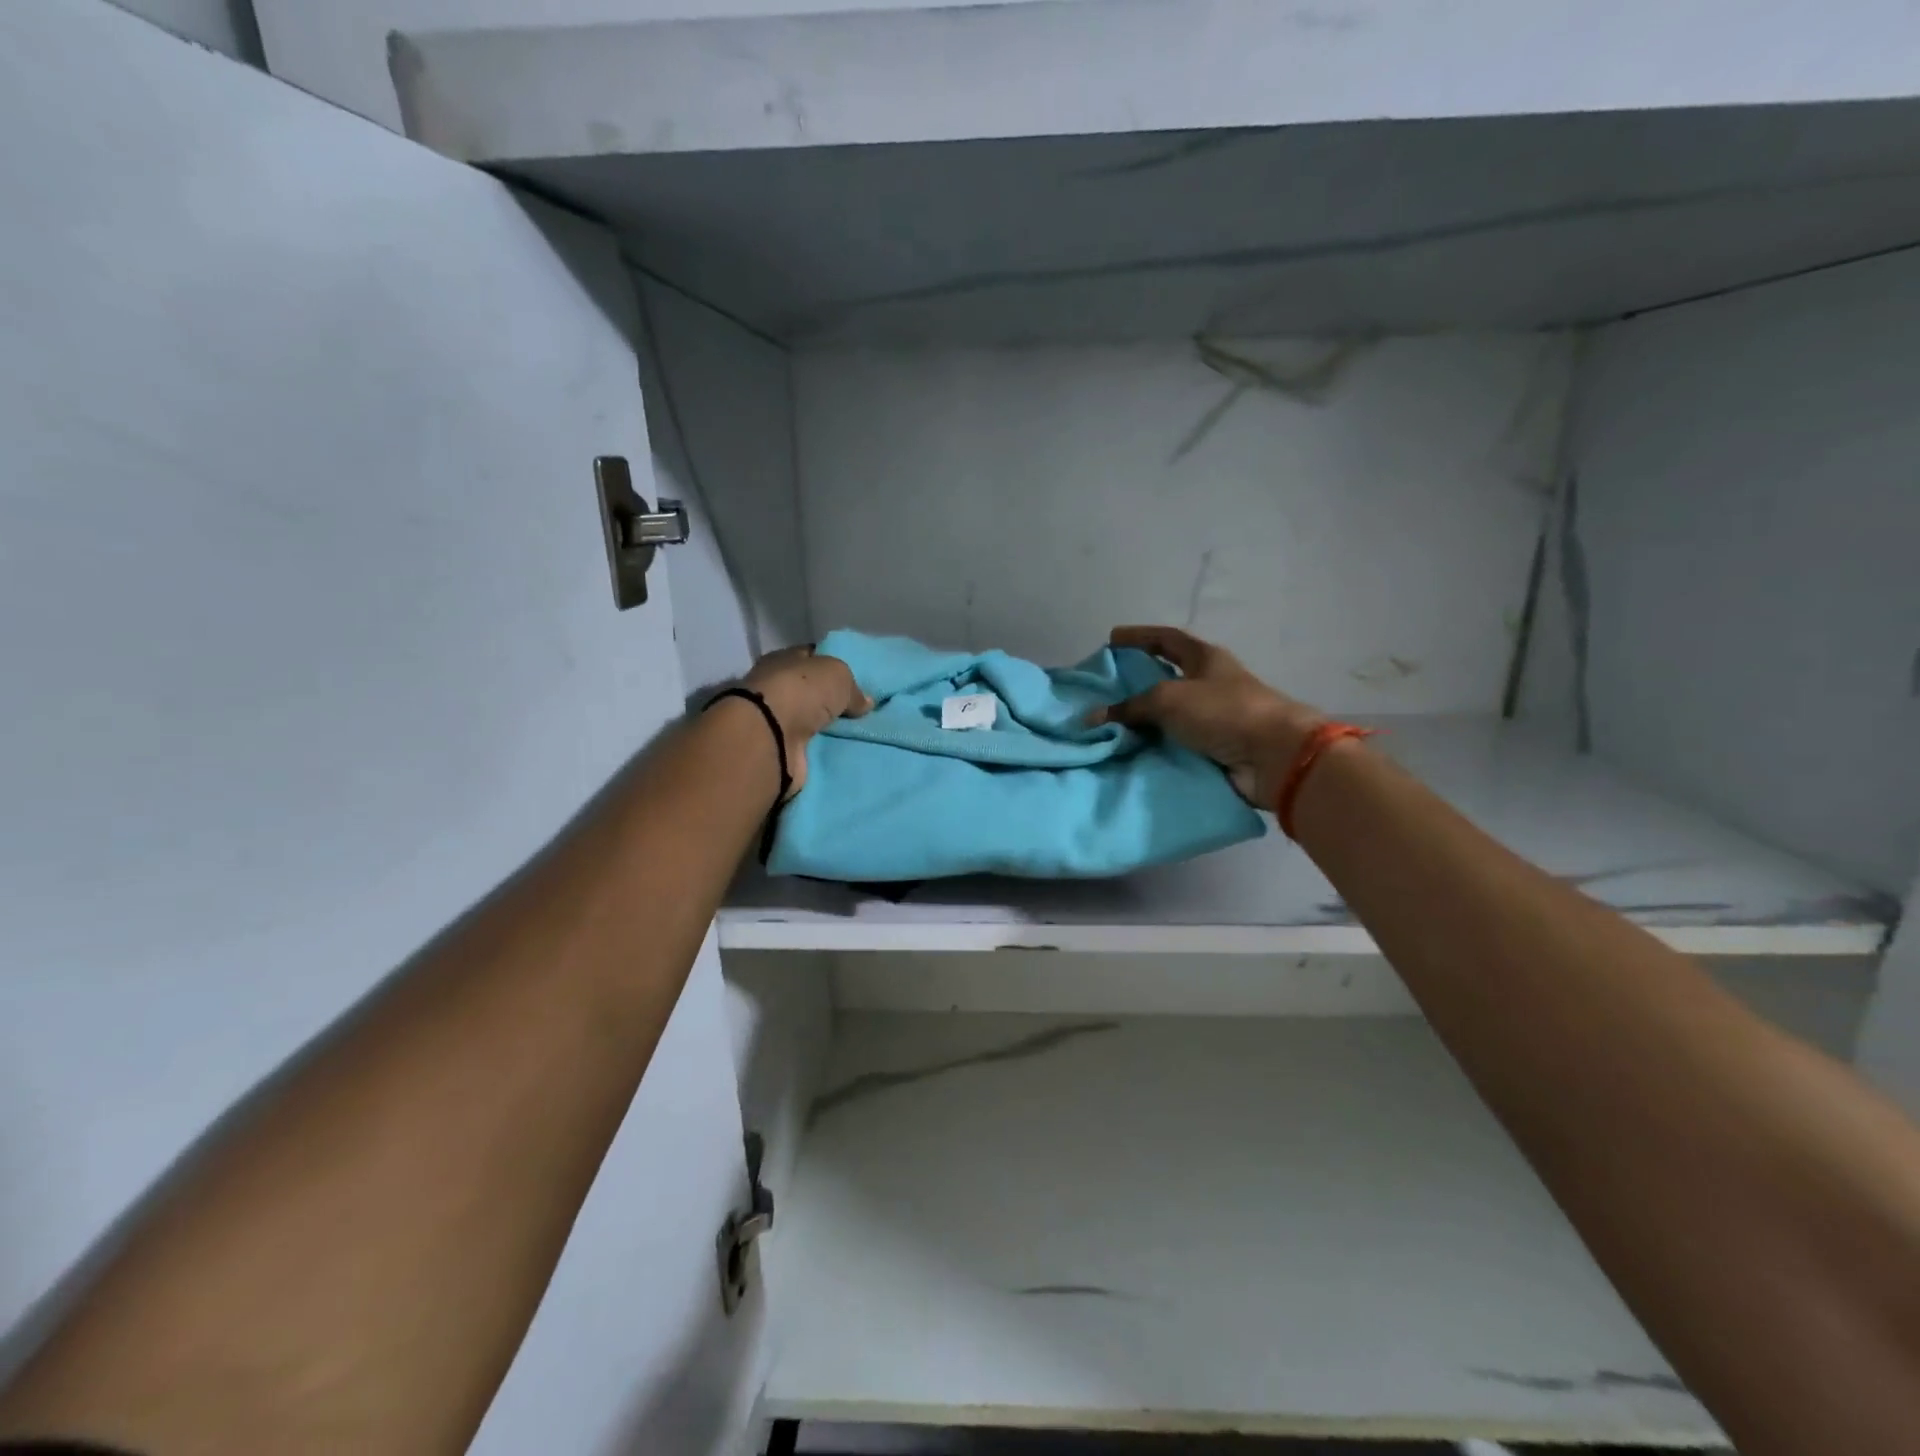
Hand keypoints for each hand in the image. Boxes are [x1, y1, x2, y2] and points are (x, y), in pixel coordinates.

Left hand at [740, 645, 870, 796]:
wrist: (771, 739)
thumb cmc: (800, 692)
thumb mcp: (837, 674)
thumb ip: (853, 687)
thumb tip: (865, 702)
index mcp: (782, 661)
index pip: (811, 657)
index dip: (834, 665)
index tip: (859, 677)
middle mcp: (776, 689)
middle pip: (812, 692)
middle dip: (834, 701)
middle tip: (864, 710)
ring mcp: (776, 722)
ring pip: (812, 722)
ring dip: (830, 729)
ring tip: (861, 733)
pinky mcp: (780, 750)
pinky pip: (811, 748)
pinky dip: (825, 751)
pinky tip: (846, 752)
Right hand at [1089, 626, 1325, 807]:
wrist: (1273, 757)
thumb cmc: (1223, 711)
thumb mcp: (1168, 699)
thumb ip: (1129, 707)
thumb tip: (1093, 717)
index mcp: (1205, 659)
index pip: (1167, 639)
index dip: (1139, 636)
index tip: (1112, 639)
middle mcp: (1210, 684)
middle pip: (1167, 677)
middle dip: (1137, 682)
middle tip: (1105, 689)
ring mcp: (1214, 718)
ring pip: (1169, 715)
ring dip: (1143, 720)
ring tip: (1109, 725)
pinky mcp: (1214, 748)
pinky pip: (1175, 744)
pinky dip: (1154, 747)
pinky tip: (1130, 751)